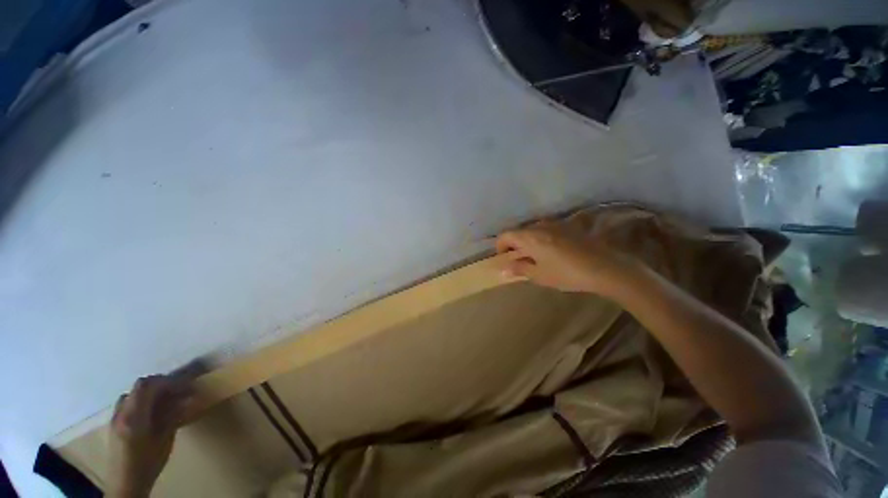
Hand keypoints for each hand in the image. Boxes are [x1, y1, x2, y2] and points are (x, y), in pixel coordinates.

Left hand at [109, 375, 194, 496]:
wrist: (125, 484)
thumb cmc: (148, 462)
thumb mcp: (164, 440)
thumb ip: (172, 416)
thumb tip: (188, 398)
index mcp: (134, 416)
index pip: (148, 385)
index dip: (167, 381)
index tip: (184, 386)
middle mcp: (121, 412)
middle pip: (140, 386)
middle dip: (160, 384)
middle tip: (178, 390)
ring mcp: (115, 418)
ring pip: (132, 394)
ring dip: (150, 392)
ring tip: (165, 400)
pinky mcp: (114, 424)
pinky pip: (128, 403)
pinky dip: (142, 400)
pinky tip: (151, 412)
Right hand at [495, 220, 638, 296]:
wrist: (604, 268)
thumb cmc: (566, 273)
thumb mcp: (539, 275)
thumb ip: (519, 269)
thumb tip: (503, 269)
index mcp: (529, 237)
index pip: (506, 235)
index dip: (500, 245)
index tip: (503, 257)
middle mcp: (540, 226)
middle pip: (519, 231)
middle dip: (514, 244)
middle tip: (518, 259)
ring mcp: (555, 225)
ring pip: (533, 230)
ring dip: (528, 241)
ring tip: (534, 256)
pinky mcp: (568, 227)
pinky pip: (546, 230)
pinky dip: (541, 239)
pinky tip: (551, 251)